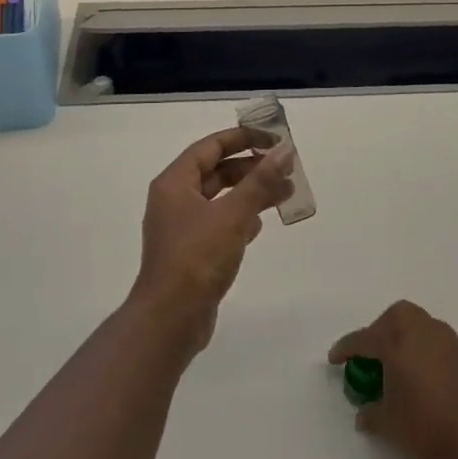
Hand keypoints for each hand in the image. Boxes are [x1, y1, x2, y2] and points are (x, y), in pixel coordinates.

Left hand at [132, 127, 294, 354]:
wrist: (171, 320)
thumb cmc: (197, 258)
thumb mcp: (233, 215)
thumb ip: (260, 181)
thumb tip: (284, 150)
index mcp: (175, 183)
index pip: (211, 146)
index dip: (244, 138)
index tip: (275, 139)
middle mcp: (175, 200)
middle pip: (217, 171)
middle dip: (253, 168)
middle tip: (287, 169)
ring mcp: (182, 227)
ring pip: (222, 198)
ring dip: (252, 193)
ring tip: (286, 193)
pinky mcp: (192, 251)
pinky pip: (220, 223)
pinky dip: (242, 217)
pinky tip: (261, 225)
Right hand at [328, 300, 457, 458]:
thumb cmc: (427, 434)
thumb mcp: (389, 428)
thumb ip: (372, 414)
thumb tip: (365, 413)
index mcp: (400, 344)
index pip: (365, 339)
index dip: (347, 348)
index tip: (335, 358)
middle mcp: (426, 334)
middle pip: (399, 316)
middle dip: (382, 329)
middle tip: (374, 356)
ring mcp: (453, 344)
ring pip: (424, 327)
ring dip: (409, 340)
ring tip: (403, 370)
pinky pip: (444, 347)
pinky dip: (430, 356)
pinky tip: (430, 383)